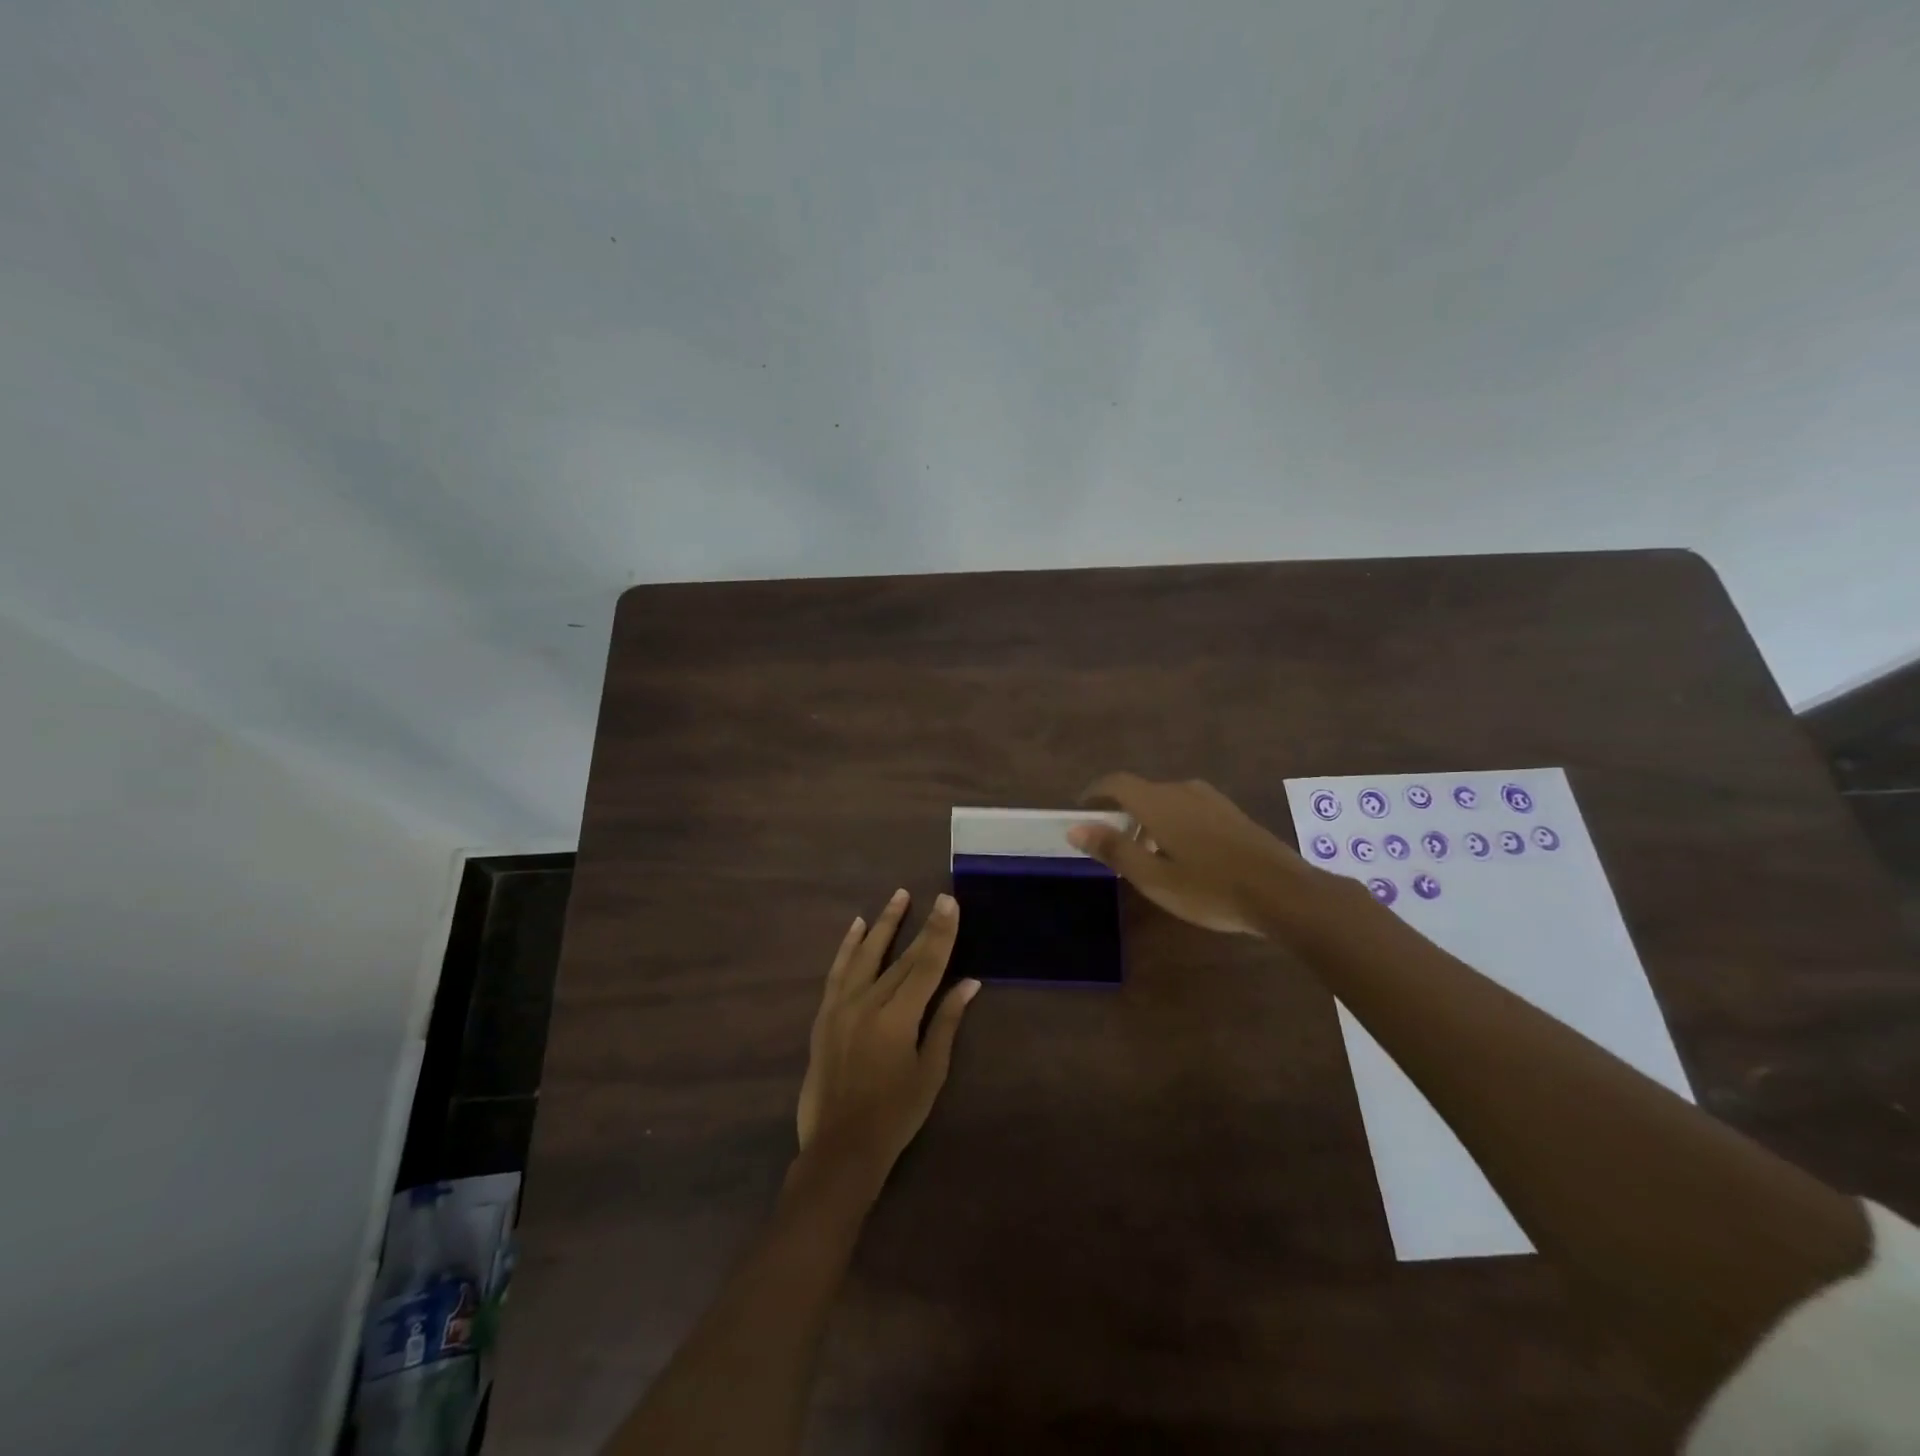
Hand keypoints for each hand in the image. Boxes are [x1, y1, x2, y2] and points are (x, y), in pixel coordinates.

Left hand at [796, 889, 980, 1173]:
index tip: (950, 903)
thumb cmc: (895, 1114)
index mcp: (899, 1017)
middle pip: (903, 957)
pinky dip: (848, 946)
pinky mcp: (825, 1014)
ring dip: (885, 924)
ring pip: (867, 954)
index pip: (928, 965)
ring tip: (899, 896)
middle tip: (938, 897)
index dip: (941, 933)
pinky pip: (838, 971)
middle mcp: (869, 1003)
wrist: (840, 1146)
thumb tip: (969, 984)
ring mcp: (842, 1006)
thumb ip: (946, 1022)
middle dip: (923, 925)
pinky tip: (857, 926)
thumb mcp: (930, 1071)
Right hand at [1069, 773, 1315, 935]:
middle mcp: (1183, 791)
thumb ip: (1114, 849)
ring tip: (1145, 854)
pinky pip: (1188, 808)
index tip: (1080, 811)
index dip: (1094, 794)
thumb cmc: (1211, 889)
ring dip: (1147, 819)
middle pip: (1141, 791)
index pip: (1116, 783)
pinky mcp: (1231, 813)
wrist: (1285, 894)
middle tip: (1111, 843)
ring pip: (1166, 800)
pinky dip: (1172, 822)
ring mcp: (1211, 800)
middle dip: (1120, 812)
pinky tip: (1182, 855)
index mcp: (1158, 803)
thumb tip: (1076, 827)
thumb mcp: (1154, 878)